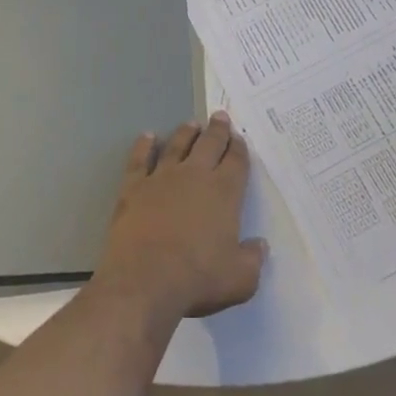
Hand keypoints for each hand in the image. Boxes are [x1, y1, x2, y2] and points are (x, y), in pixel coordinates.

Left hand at [92, 112, 266, 324]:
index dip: (239, 148)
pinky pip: (140, 158)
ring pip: (177, 144)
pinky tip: (148, 137)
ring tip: (192, 124)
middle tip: (220, 116)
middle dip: (217, 129)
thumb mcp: (240, 279)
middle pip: (209, 144)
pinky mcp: (135, 185)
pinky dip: (144, 146)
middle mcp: (195, 175)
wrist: (144, 279)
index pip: (236, 161)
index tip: (239, 138)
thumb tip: (260, 245)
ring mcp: (163, 176)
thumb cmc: (197, 279)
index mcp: (224, 192)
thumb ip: (253, 260)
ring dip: (186, 132)